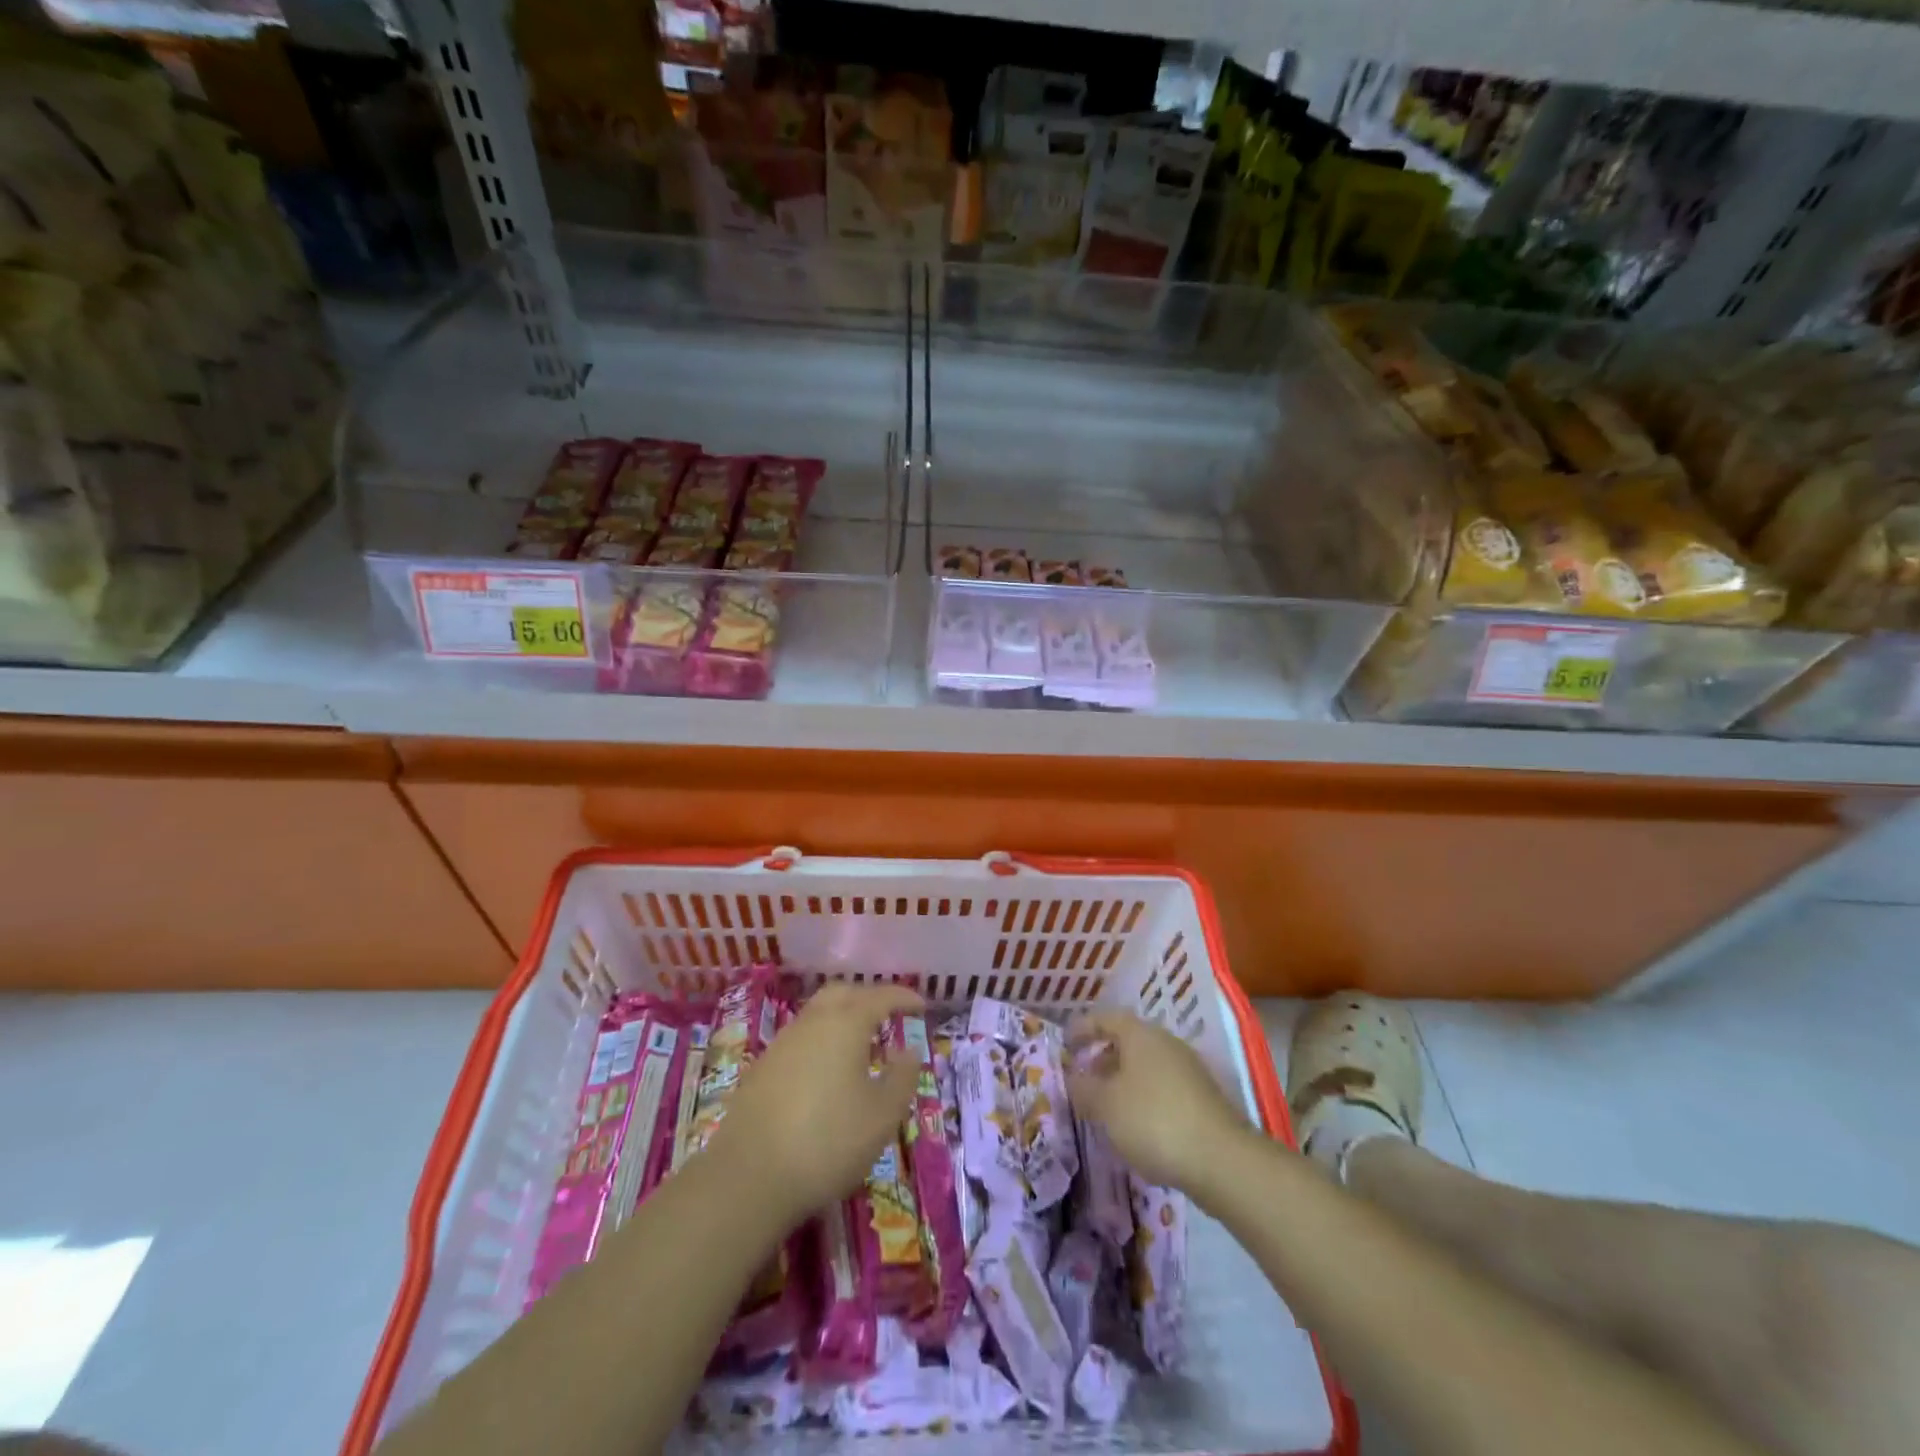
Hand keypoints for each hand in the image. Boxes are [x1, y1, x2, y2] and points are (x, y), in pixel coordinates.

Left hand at [703, 982, 923, 1226]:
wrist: (748, 1176)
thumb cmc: (828, 1141)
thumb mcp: (882, 1115)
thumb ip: (902, 1078)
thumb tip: (910, 1050)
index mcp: (846, 1023)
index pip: (880, 996)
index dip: (904, 998)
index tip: (922, 1005)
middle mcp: (813, 1022)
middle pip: (843, 993)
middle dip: (869, 998)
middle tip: (890, 1016)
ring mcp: (783, 1043)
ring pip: (819, 1013)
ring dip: (844, 1018)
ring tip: (863, 1045)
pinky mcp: (762, 1068)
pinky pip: (802, 1038)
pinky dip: (823, 1040)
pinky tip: (829, 1071)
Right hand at [1066, 1009, 1247, 1189]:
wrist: (1221, 1160)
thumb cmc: (1153, 1120)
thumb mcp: (1105, 1105)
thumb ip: (1083, 1087)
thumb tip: (1072, 1075)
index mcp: (1140, 1034)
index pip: (1105, 1018)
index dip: (1082, 1028)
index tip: (1064, 1044)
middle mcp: (1166, 1043)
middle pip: (1127, 1041)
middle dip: (1102, 1058)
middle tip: (1082, 1079)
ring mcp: (1188, 1070)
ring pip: (1145, 1067)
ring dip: (1122, 1081)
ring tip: (1104, 1107)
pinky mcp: (1202, 1099)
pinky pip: (1162, 1089)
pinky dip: (1142, 1099)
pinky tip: (1135, 1127)